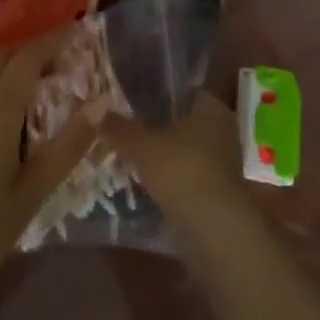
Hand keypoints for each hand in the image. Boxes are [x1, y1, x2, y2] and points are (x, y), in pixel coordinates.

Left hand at [0, 30, 103, 299]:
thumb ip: (68, 145)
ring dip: (4, 60)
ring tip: (28, 76)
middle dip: (30, 48)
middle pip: (1, 53)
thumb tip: (101, 102)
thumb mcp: (32, 193)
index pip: (28, 56)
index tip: (77, 31)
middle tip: (58, 58)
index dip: (54, 39)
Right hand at [101, 91, 248, 227]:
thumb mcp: (142, 146)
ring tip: (134, 154)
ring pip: (188, 149)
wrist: (214, 229)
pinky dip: (173, 176)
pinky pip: (191, 174)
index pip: (185, 91)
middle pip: (186, 121)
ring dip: (166, 153)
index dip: (160, 92)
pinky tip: (149, 182)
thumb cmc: (182, 171)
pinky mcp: (220, 191)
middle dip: (160, 125)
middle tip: (129, 126)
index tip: (134, 98)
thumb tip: (94, 110)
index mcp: (212, 109)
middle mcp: (224, 130)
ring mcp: (225, 163)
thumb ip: (119, 128)